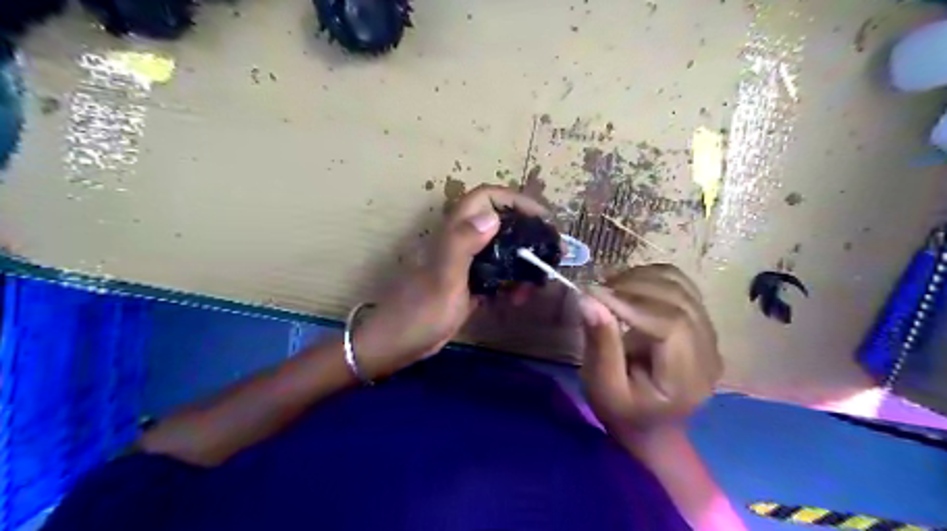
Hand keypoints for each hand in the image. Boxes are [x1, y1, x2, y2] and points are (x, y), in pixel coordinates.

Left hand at [356, 184, 548, 379]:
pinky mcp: (468, 285)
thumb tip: (493, 216)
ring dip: (522, 262)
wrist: (397, 344)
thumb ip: (462, 244)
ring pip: (501, 250)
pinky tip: (519, 299)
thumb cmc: (418, 312)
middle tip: (551, 252)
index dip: (514, 200)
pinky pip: (496, 275)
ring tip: (537, 282)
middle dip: (527, 232)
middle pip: (499, 223)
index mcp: (454, 234)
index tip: (542, 219)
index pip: (485, 198)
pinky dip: (511, 282)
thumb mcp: (443, 279)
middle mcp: (461, 242)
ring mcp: (465, 264)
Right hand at [578, 263, 726, 441]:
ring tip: (607, 285)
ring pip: (680, 286)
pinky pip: (680, 284)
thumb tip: (588, 299)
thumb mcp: (603, 388)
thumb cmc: (623, 412)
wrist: (650, 423)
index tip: (593, 292)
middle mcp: (708, 352)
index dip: (632, 303)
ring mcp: (709, 334)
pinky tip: (624, 283)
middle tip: (596, 288)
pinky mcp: (700, 321)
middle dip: (633, 286)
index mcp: (687, 378)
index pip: (671, 325)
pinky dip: (650, 276)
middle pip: (678, 300)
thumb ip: (600, 345)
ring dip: (640, 277)